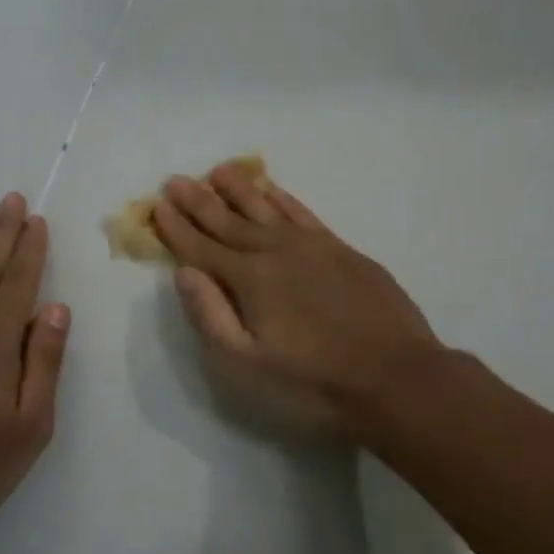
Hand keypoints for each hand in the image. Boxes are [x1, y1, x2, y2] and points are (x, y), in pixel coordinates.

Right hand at [152, 163, 443, 440]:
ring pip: (265, 208)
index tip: (156, 205)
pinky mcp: (342, 250)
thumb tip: (184, 272)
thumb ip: (211, 316)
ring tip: (218, 170)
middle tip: (175, 180)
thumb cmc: (314, 383)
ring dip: (239, 189)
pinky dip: (282, 198)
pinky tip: (272, 190)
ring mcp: (312, 247)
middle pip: (228, 220)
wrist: (397, 378)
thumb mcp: (247, 366)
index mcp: (249, 279)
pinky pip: (302, 212)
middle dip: (198, 201)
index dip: (176, 227)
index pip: (201, 247)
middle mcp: (276, 251)